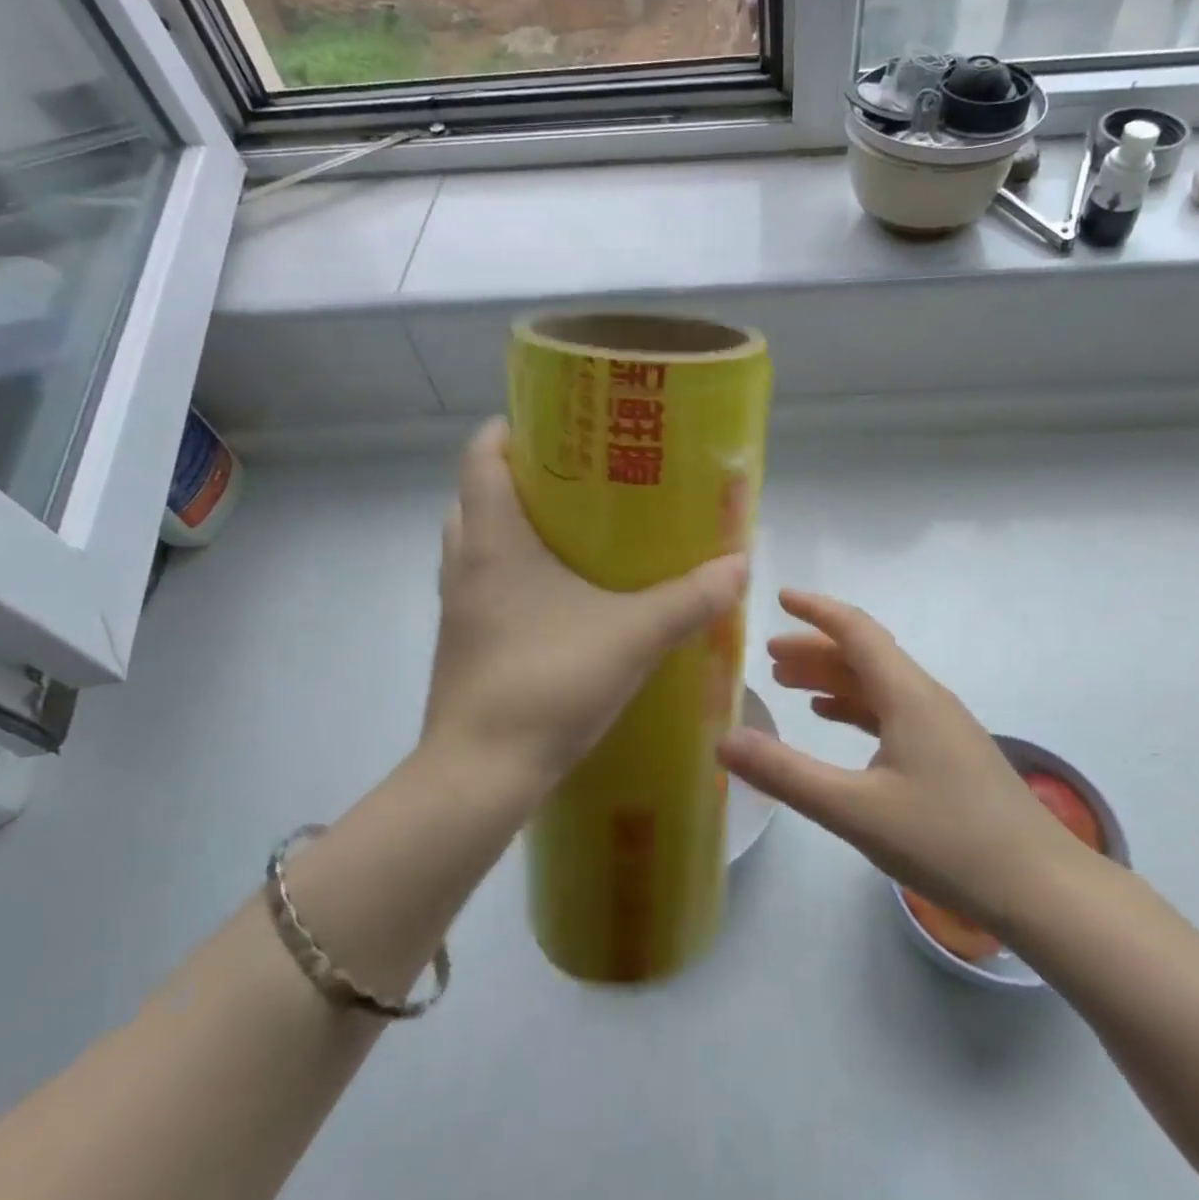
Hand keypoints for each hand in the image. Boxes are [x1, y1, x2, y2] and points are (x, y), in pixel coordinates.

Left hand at [423, 419, 748, 790]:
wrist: (480, 773)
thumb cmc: (548, 682)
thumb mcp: (634, 635)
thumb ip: (691, 598)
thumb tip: (740, 564)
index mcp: (494, 539)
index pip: (481, 455)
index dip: (510, 429)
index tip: (555, 426)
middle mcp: (466, 562)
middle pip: (477, 495)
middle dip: (519, 477)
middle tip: (576, 478)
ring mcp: (458, 605)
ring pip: (477, 542)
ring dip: (512, 526)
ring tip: (571, 530)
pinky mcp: (463, 641)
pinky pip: (483, 584)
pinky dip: (511, 572)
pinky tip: (559, 596)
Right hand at [717, 590, 1089, 931]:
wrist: (1043, 889)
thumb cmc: (947, 841)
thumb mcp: (855, 811)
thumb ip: (787, 774)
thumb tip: (723, 741)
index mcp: (907, 694)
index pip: (855, 630)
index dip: (815, 610)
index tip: (779, 597)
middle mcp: (926, 697)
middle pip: (864, 655)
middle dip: (814, 650)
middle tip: (769, 658)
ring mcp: (942, 725)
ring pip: (878, 684)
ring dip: (833, 678)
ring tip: (789, 686)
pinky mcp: (949, 753)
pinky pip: (892, 711)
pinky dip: (856, 706)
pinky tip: (834, 722)